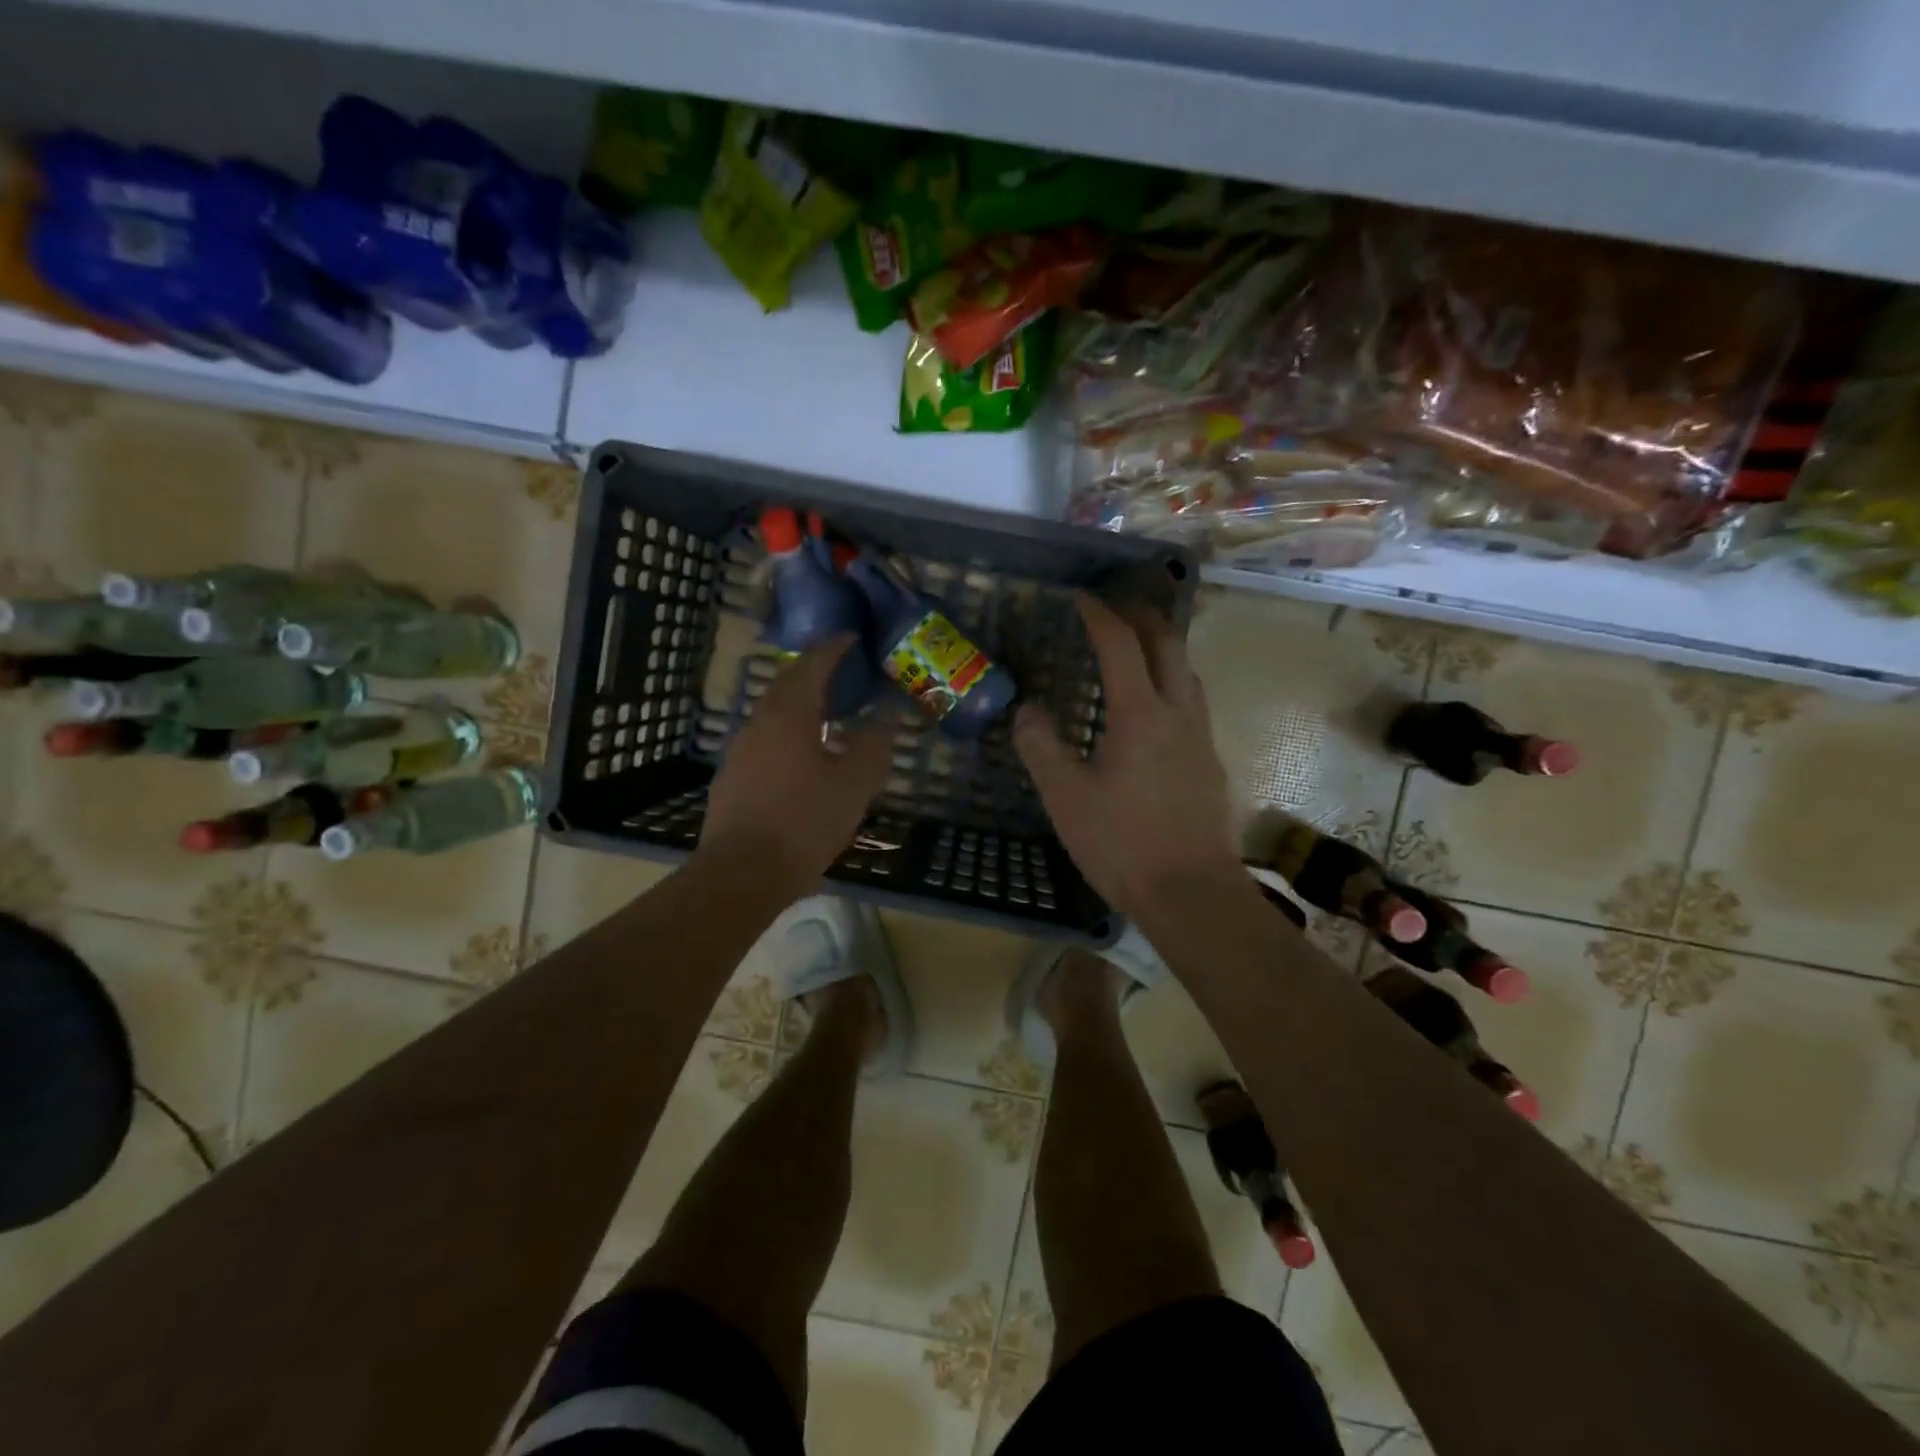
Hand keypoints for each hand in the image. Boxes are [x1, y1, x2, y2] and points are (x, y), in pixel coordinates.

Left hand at [698, 636, 892, 890]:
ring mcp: (740, 750)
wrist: (741, 873)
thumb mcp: (853, 785)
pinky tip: (801, 755)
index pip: (812, 665)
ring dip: (798, 702)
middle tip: (839, 668)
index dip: (833, 648)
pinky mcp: (732, 776)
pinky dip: (786, 731)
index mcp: (790, 715)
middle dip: (812, 670)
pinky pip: (764, 738)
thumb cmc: (804, 823)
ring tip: (826, 712)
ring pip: (772, 712)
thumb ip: (873, 745)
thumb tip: (888, 716)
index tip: (852, 638)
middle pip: (785, 683)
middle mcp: (759, 723)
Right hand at [1015, 594, 1242, 918]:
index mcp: (1140, 715)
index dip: (1099, 614)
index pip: (1121, 644)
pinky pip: (1192, 700)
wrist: (1191, 893)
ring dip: (1161, 646)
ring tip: (1133, 648)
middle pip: (1168, 642)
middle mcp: (1178, 712)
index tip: (1080, 598)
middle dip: (1141, 615)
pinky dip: (1170, 680)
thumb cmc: (1122, 844)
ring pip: (1187, 670)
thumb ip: (1041, 747)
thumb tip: (1028, 710)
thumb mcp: (1065, 797)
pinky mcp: (1209, 761)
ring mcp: (1200, 737)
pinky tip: (1151, 708)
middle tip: (1113, 609)